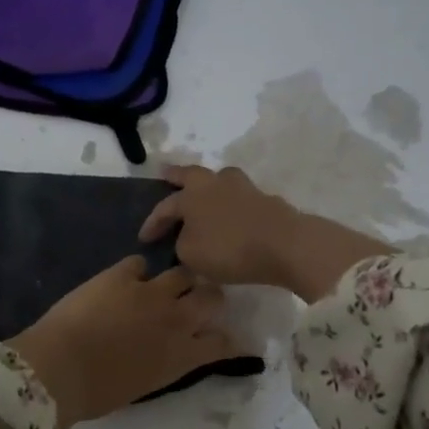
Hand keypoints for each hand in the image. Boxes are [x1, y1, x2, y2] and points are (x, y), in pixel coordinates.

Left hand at [8, 257, 249, 428]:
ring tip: (164, 285)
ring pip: (182, 273)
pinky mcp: (120, 275)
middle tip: (197, 301)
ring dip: (178, 280)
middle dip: (209, 298)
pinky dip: (136, 271)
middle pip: (212, 297)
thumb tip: (163, 355)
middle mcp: (175, 320)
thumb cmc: (96, 394)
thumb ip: (163, 365)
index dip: (228, 339)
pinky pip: (139, 263)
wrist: (60, 369)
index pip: (222, 343)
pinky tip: (125, 279)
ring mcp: (150, 292)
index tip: (224, 338)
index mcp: (182, 357)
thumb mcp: (143, 386)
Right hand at [137, 165, 300, 287]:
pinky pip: (240, 198)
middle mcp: (215, 184)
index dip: (152, 223)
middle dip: (176, 176)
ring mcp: (243, 188)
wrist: (284, 245)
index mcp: (192, 195)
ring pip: (219, 181)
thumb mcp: (191, 255)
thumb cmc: (229, 249)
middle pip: (191, 175)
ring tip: (204, 194)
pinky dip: (231, 205)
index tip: (143, 238)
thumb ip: (182, 243)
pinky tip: (231, 216)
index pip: (165, 207)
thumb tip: (188, 236)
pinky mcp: (266, 199)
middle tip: (166, 174)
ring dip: (209, 186)